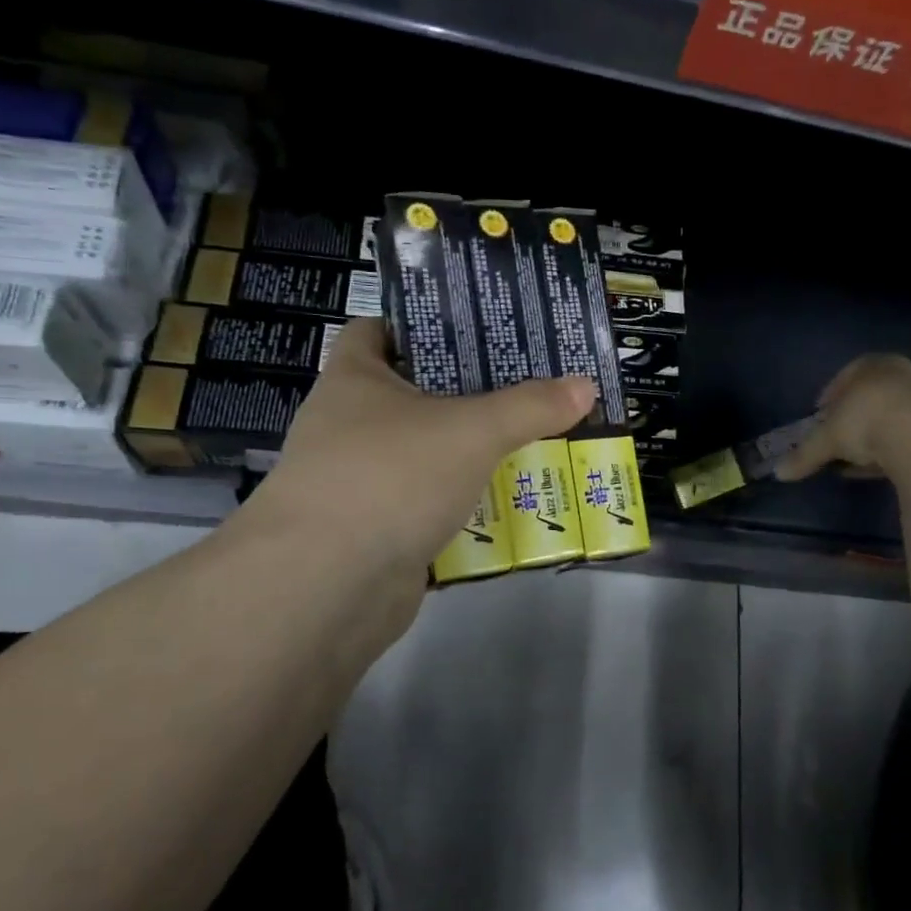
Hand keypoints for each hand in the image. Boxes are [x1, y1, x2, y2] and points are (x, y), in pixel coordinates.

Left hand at [231, 319, 595, 574]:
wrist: (325, 586)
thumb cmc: (390, 477)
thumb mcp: (471, 431)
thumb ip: (530, 407)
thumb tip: (585, 386)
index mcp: (356, 379)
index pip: (378, 330)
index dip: (422, 323)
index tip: (477, 329)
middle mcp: (350, 425)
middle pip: (414, 394)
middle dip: (469, 391)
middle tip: (529, 385)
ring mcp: (361, 481)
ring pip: (427, 454)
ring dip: (471, 452)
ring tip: (533, 440)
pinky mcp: (377, 531)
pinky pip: (430, 504)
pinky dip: (464, 502)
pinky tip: (510, 501)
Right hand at [775, 354, 910, 480]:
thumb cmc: (867, 419)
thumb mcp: (827, 439)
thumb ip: (804, 454)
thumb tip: (779, 472)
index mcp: (870, 364)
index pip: (844, 377)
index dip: (829, 400)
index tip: (821, 420)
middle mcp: (899, 373)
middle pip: (869, 397)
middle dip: (853, 420)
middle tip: (839, 442)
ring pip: (891, 418)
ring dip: (875, 437)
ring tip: (859, 461)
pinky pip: (908, 437)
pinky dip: (894, 451)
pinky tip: (884, 468)